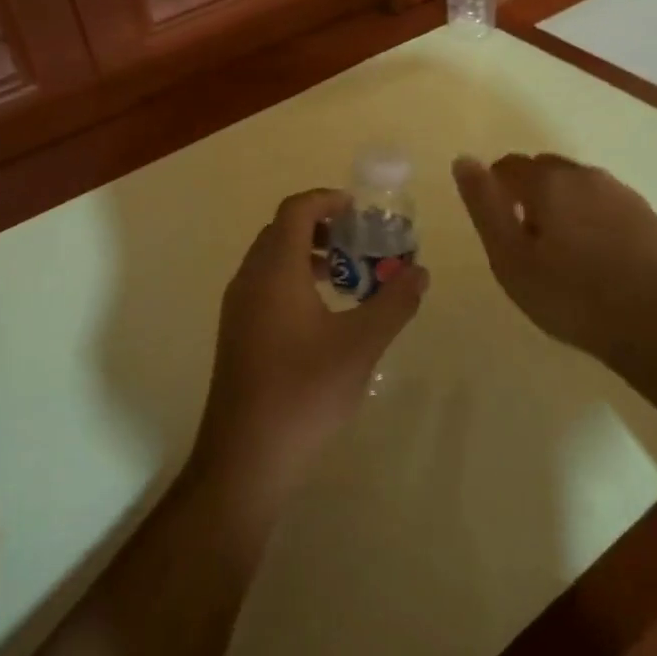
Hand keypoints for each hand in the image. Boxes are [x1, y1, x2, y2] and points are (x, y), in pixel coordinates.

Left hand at [192, 189, 427, 507]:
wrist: (246, 456)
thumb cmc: (304, 392)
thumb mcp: (361, 345)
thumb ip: (394, 303)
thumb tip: (419, 272)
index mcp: (275, 270)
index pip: (296, 210)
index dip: (327, 199)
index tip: (360, 209)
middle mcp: (249, 278)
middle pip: (282, 230)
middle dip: (322, 226)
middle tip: (360, 241)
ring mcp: (238, 307)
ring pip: (272, 258)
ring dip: (308, 254)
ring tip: (347, 276)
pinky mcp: (237, 332)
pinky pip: (265, 284)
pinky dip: (294, 278)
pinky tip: (323, 313)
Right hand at [453, 154, 656, 369]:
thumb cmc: (571, 296)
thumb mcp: (510, 258)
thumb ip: (484, 205)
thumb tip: (464, 159)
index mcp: (549, 181)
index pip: (508, 165)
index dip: (495, 190)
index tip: (498, 227)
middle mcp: (586, 175)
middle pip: (544, 171)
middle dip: (530, 195)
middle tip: (527, 244)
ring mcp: (622, 193)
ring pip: (578, 187)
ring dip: (563, 206)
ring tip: (563, 253)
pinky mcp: (647, 215)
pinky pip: (606, 205)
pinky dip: (592, 220)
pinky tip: (596, 257)